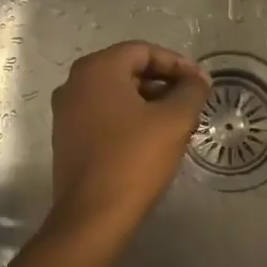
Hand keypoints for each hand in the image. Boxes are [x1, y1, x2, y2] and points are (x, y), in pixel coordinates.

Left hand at [48, 41, 209, 239]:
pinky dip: (129, 117)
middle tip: (191, 101)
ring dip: (149, 101)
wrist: (92, 216)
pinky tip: (152, 138)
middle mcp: (75, 83)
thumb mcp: (174, 120)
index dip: (177, 63)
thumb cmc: (134, 159)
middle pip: (128, 69)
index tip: (200, 83)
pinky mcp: (67, 137)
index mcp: (97, 69)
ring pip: (116, 93)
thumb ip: (191, 91)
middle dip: (163, 82)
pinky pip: (103, 114)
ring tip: (178, 121)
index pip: (143, 51)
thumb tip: (198, 79)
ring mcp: (66, 111)